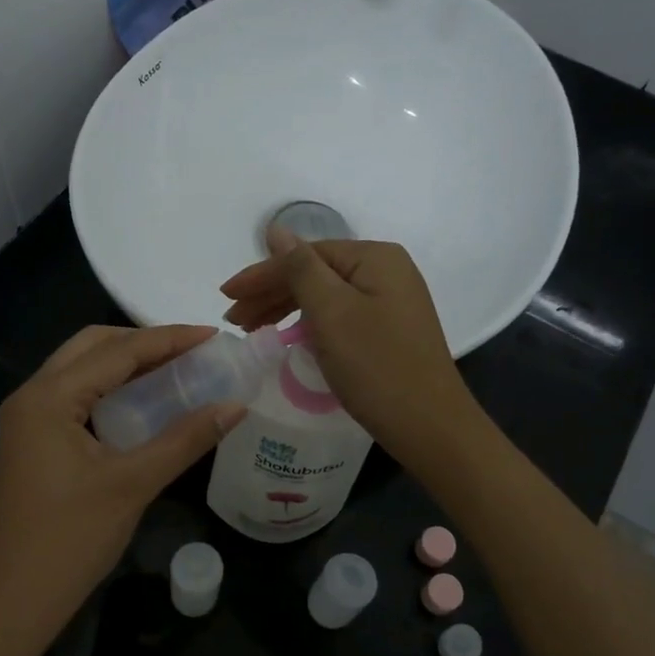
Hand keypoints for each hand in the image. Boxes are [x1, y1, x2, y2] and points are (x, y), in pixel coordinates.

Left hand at [0, 324, 244, 650]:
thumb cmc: (70, 540)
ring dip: (125, 364)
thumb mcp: (133, 484)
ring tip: (175, 370)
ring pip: (81, 370)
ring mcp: (27, 419)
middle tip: (192, 352)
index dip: (169, 340)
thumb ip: (185, 439)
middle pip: (92, 347)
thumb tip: (236, 405)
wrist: (13, 602)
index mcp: (48, 398)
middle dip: (143, 342)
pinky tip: (143, 403)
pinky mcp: (32, 441)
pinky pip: (75, 397)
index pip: (117, 352)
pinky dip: (110, 389)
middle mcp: (31, 396)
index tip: (213, 336)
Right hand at [221, 230, 481, 466]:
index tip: (225, 296)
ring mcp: (390, 301)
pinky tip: (289, 337)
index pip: (305, 255)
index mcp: (375, 258)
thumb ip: (300, 268)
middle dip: (270, 293)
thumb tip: (276, 229)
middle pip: (315, 273)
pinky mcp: (389, 330)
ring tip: (252, 329)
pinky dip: (309, 324)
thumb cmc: (376, 366)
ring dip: (285, 309)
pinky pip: (339, 315)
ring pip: (325, 296)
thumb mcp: (331, 312)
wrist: (430, 426)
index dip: (261, 274)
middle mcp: (386, 271)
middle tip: (234, 320)